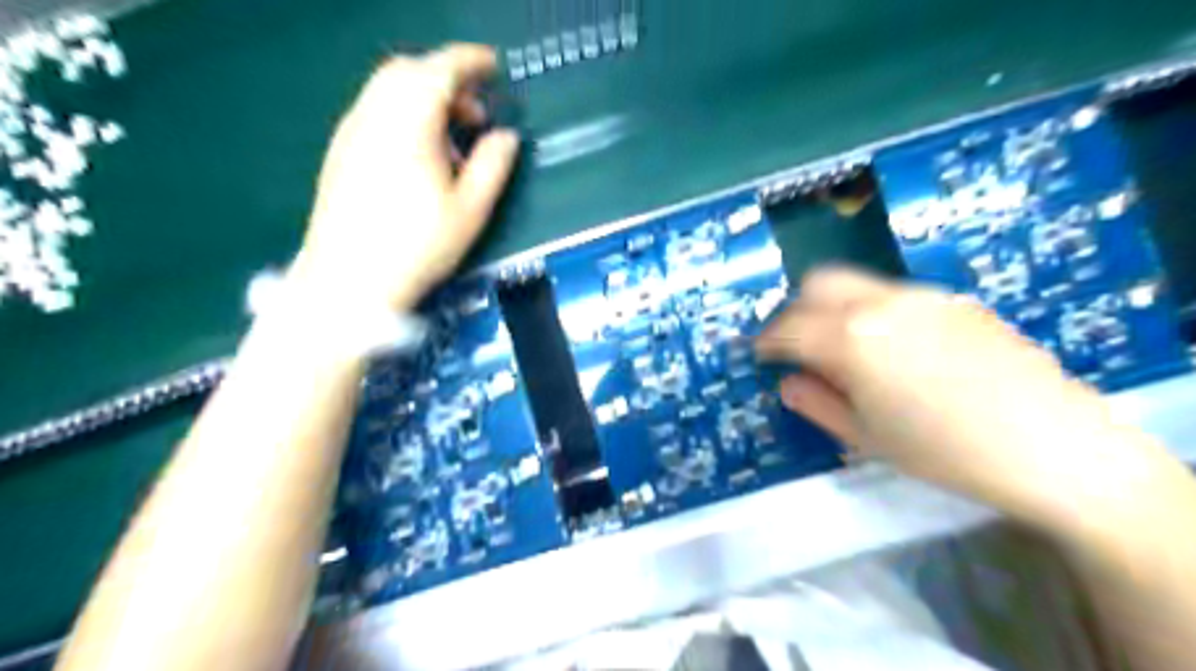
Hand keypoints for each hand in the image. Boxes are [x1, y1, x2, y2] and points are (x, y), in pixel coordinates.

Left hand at [292, 42, 518, 309]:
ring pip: (388, 89)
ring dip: (425, 98)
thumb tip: (506, 136)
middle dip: (447, 80)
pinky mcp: (340, 151)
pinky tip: (420, 155)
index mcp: (409, 124)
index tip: (495, 67)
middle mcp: (374, 116)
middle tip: (476, 112)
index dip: (471, 62)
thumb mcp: (471, 210)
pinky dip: (403, 114)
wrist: (349, 280)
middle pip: (409, 72)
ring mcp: (351, 132)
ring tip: (453, 139)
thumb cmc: (418, 247)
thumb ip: (493, 165)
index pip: (441, 71)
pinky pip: (375, 111)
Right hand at [756, 265, 1158, 532]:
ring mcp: (920, 296)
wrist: (1054, 445)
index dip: (766, 341)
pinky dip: (871, 312)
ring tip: (843, 349)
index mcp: (851, 338)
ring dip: (833, 308)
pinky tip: (893, 350)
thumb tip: (789, 383)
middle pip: (818, 283)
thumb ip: (817, 403)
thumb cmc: (945, 451)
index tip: (759, 355)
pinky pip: (892, 295)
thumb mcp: (866, 437)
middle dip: (796, 310)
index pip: (788, 327)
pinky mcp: (952, 300)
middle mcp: (880, 302)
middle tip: (796, 346)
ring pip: (855, 284)